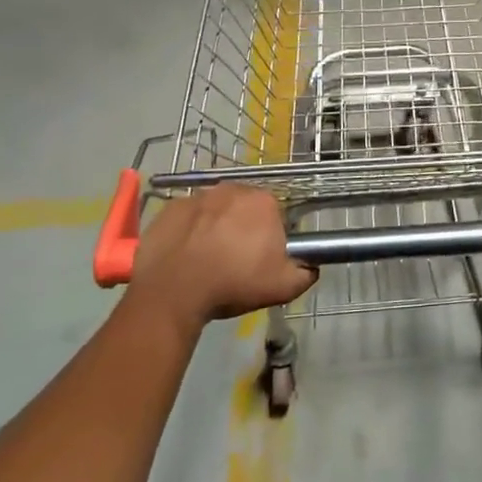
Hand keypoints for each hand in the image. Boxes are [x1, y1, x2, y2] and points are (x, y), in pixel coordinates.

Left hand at [127, 185, 315, 332]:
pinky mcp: (170, 208)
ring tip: (208, 260)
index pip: (276, 216)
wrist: (173, 291)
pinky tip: (185, 255)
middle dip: (243, 229)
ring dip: (216, 228)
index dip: (270, 239)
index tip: (261, 261)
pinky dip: (190, 231)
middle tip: (236, 261)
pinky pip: (188, 217)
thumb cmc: (233, 283)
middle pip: (245, 209)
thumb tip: (311, 266)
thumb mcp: (283, 287)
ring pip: (216, 211)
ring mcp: (198, 196)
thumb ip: (306, 273)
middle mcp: (233, 189)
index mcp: (264, 202)